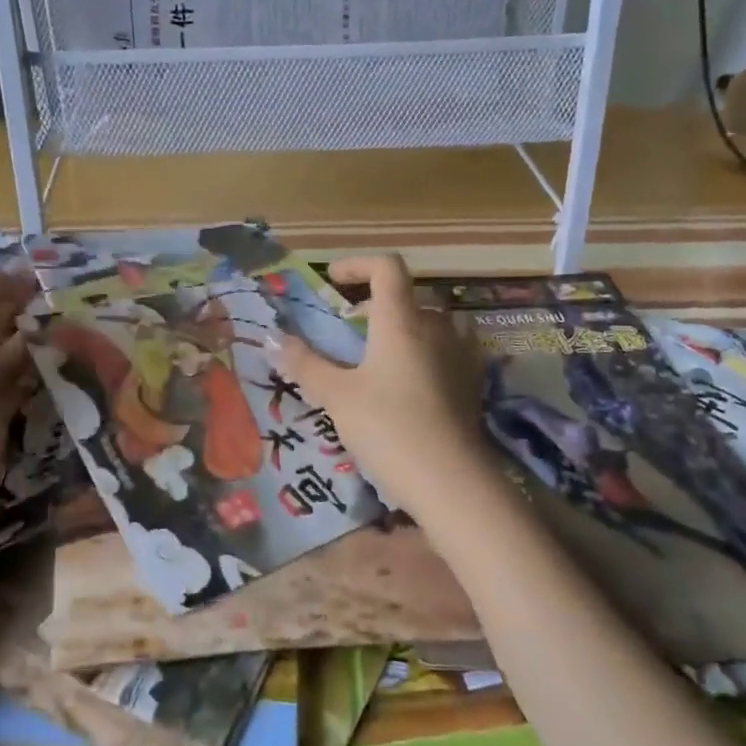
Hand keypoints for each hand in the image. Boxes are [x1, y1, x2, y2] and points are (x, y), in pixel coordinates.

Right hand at [275, 254, 490, 520]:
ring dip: (406, 326)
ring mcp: (461, 354)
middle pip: (409, 295)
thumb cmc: (387, 427)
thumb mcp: (337, 396)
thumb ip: (305, 363)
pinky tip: (411, 383)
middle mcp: (436, 327)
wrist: (450, 481)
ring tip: (381, 355)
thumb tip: (272, 338)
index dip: (357, 265)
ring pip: (433, 322)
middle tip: (350, 328)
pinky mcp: (473, 383)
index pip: (387, 267)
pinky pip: (450, 350)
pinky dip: (427, 352)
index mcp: (401, 320)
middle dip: (376, 303)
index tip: (332, 282)